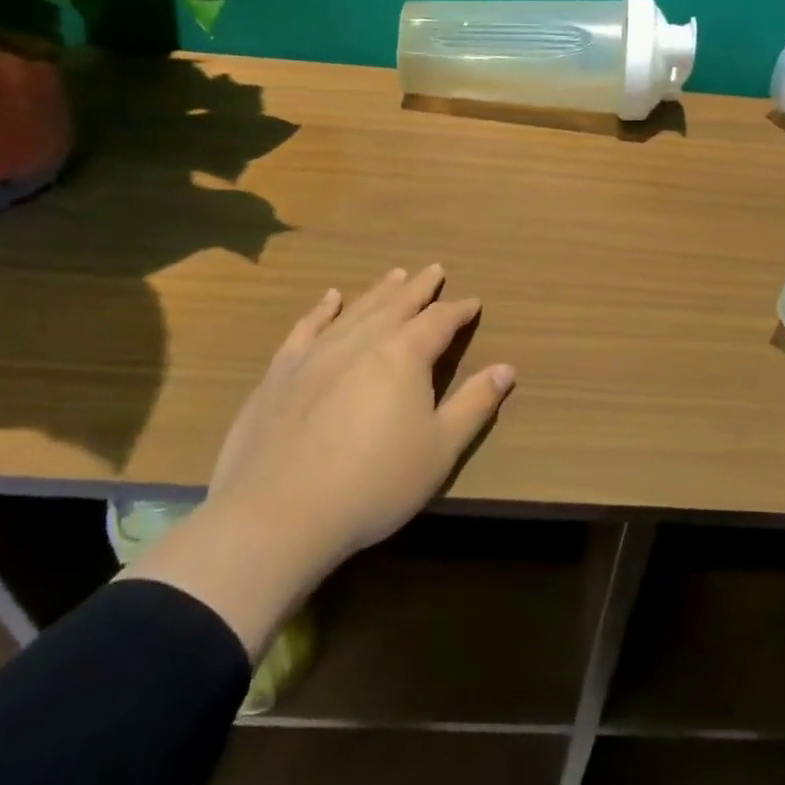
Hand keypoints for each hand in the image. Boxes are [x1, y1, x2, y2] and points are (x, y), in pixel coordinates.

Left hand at [122, 265, 514, 651]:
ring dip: (379, 291)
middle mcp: (361, 341)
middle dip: (420, 287)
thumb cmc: (373, 484)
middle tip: (434, 270)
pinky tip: (329, 299)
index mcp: (403, 356)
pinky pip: (306, 328)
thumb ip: (474, 405)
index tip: (472, 302)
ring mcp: (316, 353)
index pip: (438, 322)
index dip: (458, 311)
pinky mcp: (280, 372)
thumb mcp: (440, 449)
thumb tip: (506, 368)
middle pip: (396, 304)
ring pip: (356, 310)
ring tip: (395, 275)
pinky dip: (322, 309)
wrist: (277, 514)